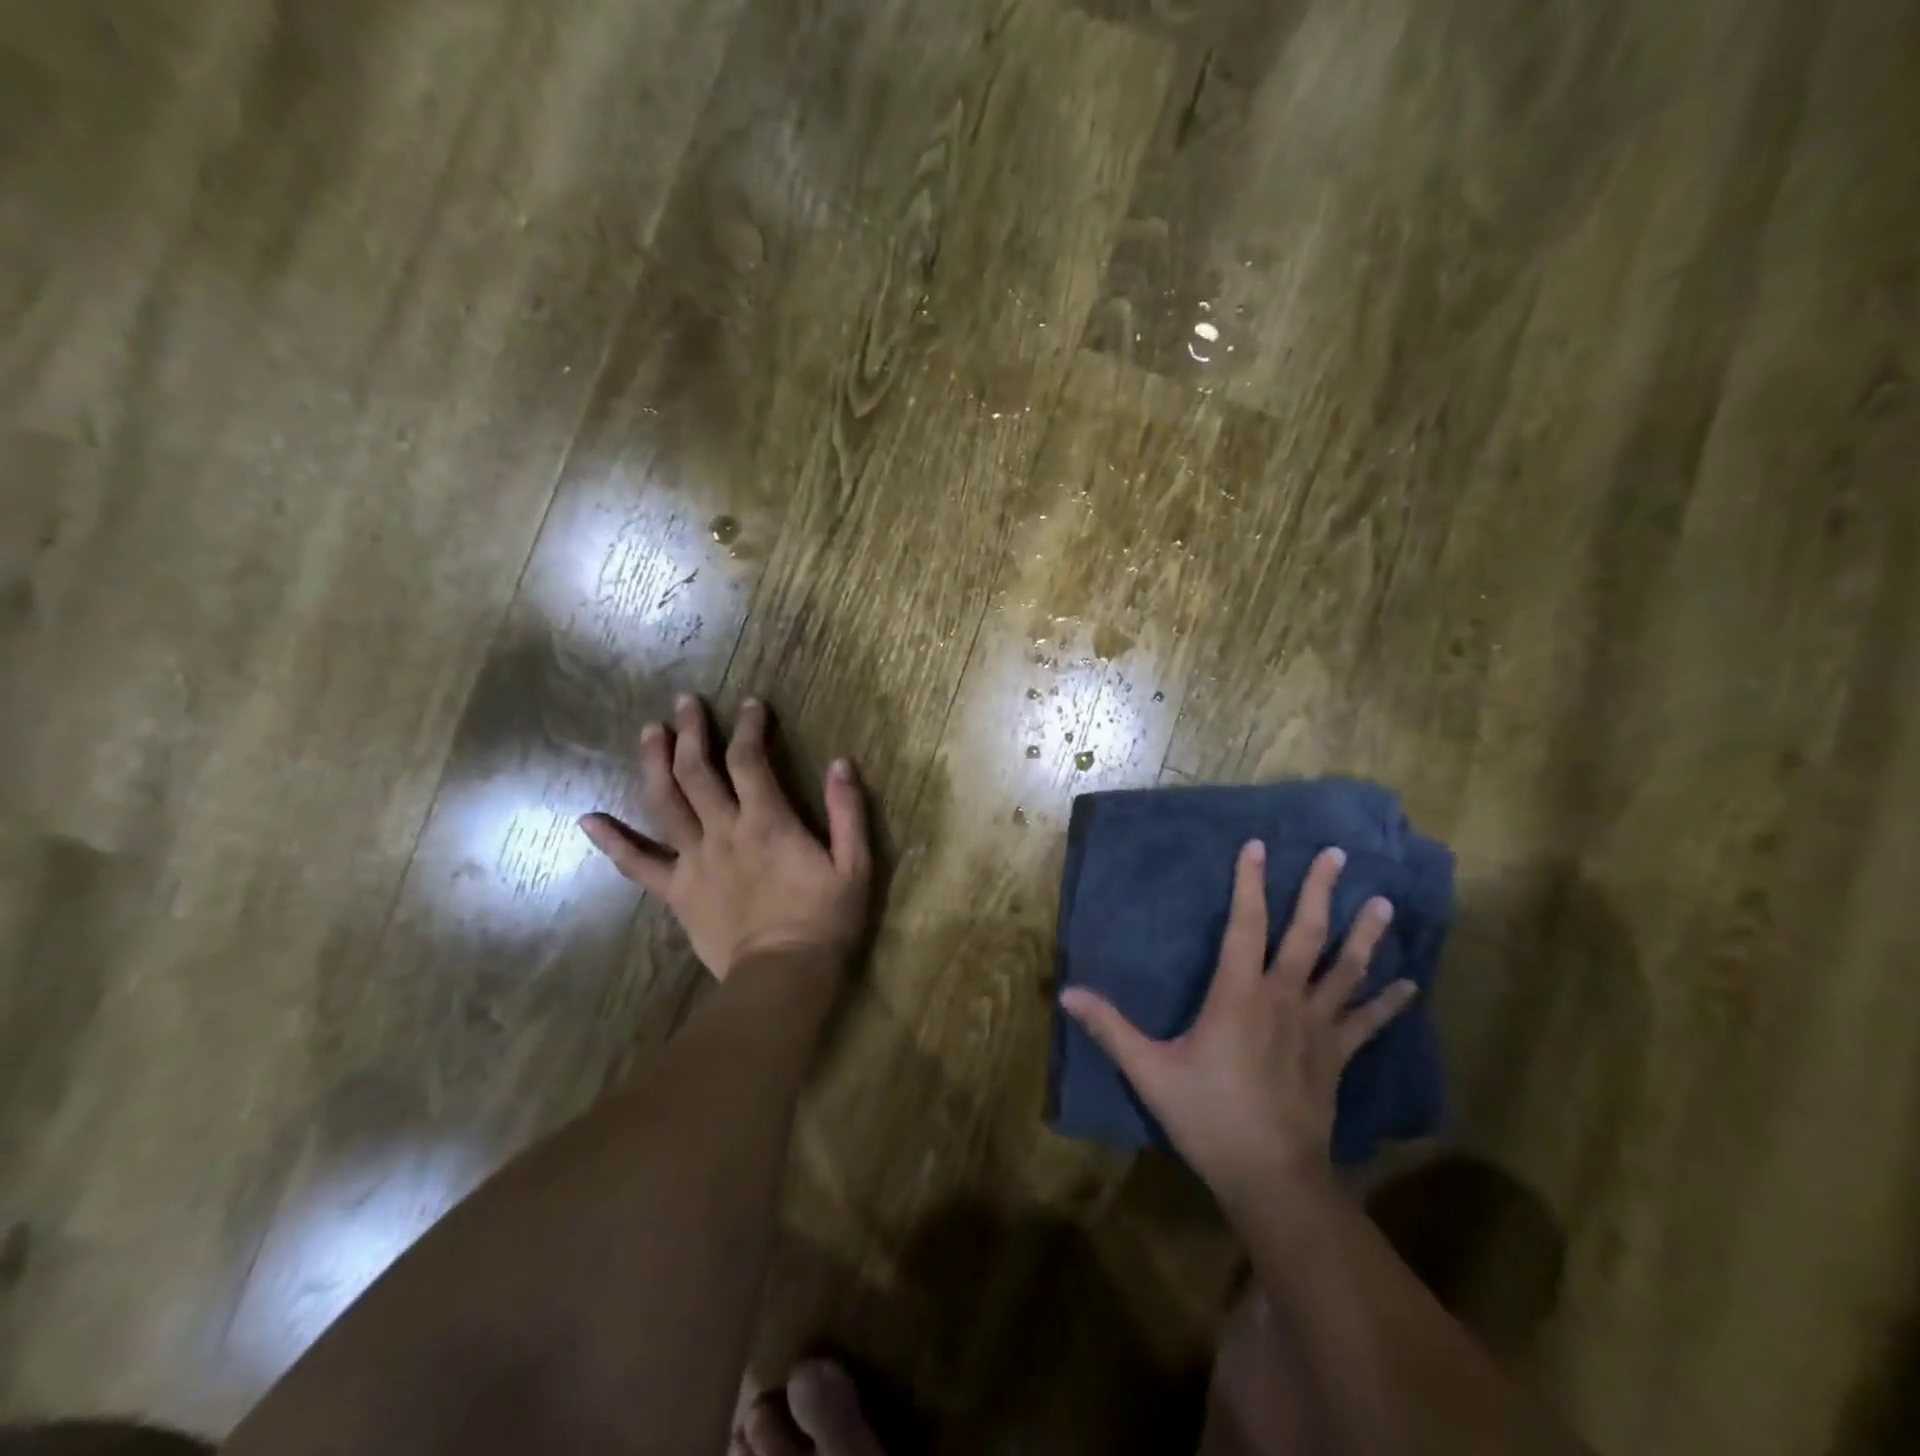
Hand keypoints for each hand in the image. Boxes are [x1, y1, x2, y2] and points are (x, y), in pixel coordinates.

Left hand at [578, 695, 871, 979]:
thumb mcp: (854, 865)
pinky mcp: (676, 891)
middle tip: (685, 702)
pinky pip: (637, 865)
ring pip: (664, 803)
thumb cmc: (824, 920)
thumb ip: (848, 812)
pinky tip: (588, 820)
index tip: (750, 704)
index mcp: (766, 821)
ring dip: (653, 763)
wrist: (783, 977)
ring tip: (649, 733)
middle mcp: (722, 831)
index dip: (748, 726)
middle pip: (696, 770)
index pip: (749, 759)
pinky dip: (612, 841)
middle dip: (690, 731)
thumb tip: (841, 763)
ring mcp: (693, 861)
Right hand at [1060, 842, 1416, 1204]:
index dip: (1250, 883)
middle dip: (1320, 891)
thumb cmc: (1208, 1116)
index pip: (1245, 925)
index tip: (1256, 846)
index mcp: (1238, 995)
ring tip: (1383, 900)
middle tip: (1338, 854)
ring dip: (1365, 934)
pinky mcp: (1336, 1056)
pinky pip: (1366, 1022)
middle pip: (1306, 935)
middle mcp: (1283, 999)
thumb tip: (1067, 992)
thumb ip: (1110, 1028)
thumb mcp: (1149, 1071)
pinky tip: (1409, 984)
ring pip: (1345, 970)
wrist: (1272, 1178)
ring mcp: (1316, 1027)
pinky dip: (1388, 1002)